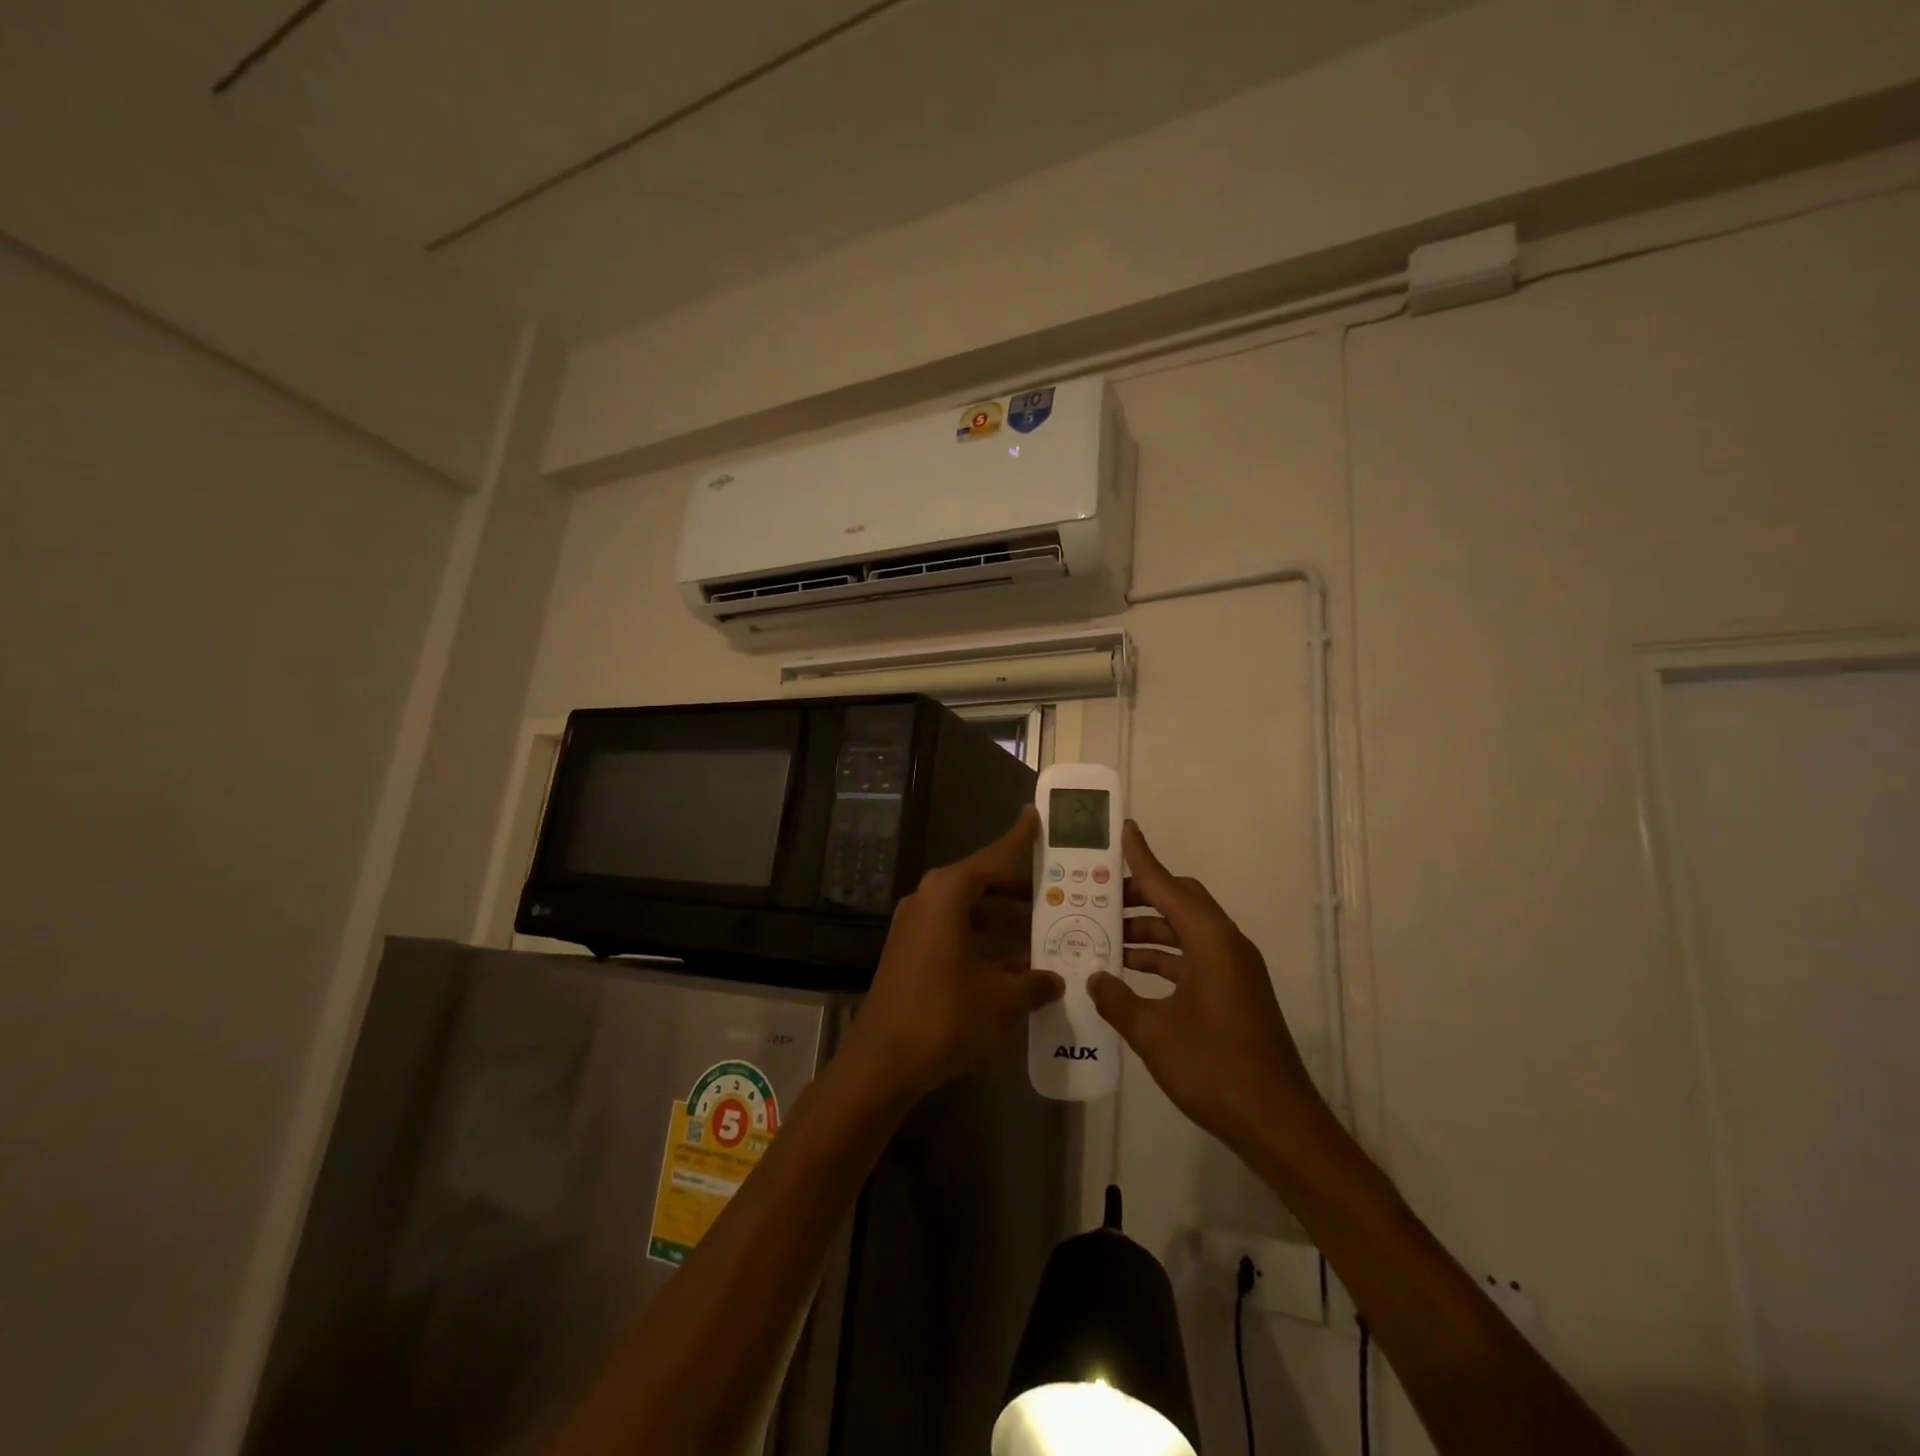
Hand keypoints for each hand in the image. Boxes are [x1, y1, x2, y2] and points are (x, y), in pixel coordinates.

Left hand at [848, 807, 1062, 1098]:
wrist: (882, 1062)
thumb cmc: (946, 1016)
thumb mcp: (1002, 1000)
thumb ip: (1034, 983)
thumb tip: (1055, 980)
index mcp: (948, 894)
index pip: (994, 857)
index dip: (1019, 839)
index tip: (1036, 816)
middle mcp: (928, 900)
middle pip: (982, 883)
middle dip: (1021, 891)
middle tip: (1059, 894)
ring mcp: (915, 927)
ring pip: (970, 912)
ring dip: (1005, 922)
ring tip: (1046, 935)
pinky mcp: (910, 954)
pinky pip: (956, 934)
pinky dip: (985, 943)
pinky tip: (1017, 968)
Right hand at [1088, 821, 1330, 1159]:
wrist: (1278, 1124)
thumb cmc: (1215, 1069)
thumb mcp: (1153, 1033)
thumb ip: (1117, 1000)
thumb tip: (1095, 978)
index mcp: (1211, 942)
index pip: (1167, 887)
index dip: (1142, 858)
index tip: (1124, 830)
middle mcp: (1226, 945)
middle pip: (1179, 902)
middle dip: (1139, 896)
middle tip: (1098, 896)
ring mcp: (1233, 970)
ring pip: (1184, 932)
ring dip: (1147, 931)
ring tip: (1103, 935)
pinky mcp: (1233, 993)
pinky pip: (1191, 958)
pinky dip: (1162, 958)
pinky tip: (1129, 974)